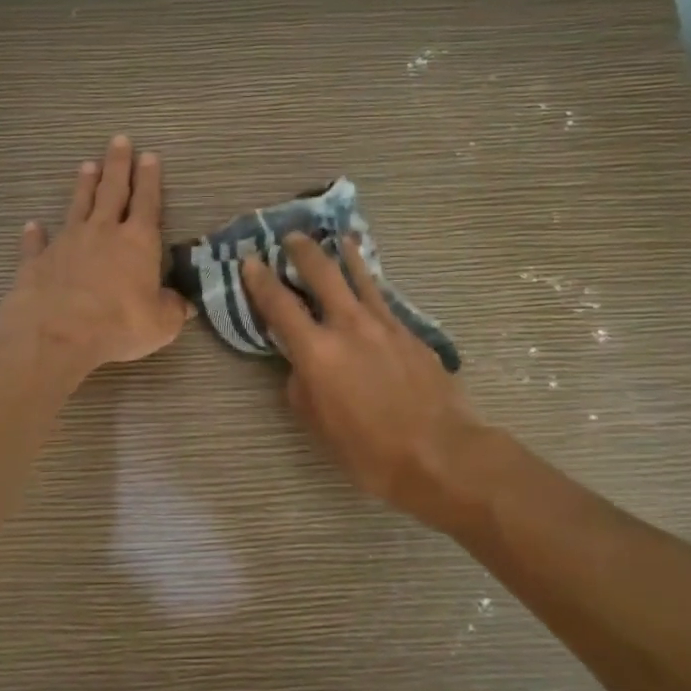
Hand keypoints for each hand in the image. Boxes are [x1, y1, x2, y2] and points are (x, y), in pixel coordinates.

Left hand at [0, 136, 189, 379]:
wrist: (58, 332)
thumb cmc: (119, 324)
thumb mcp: (161, 323)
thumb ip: (172, 309)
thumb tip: (184, 304)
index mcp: (137, 242)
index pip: (147, 203)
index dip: (149, 179)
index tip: (149, 156)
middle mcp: (102, 233)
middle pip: (112, 191)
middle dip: (117, 166)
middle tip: (119, 141)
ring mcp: (67, 243)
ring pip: (77, 206)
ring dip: (83, 186)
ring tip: (87, 165)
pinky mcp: (37, 260)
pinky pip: (37, 243)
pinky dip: (35, 234)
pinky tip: (32, 225)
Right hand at [243, 235, 482, 509]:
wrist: (440, 453)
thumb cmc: (369, 451)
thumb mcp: (318, 426)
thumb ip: (302, 387)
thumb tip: (302, 365)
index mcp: (317, 352)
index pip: (279, 305)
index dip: (260, 280)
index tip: (250, 260)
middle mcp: (349, 326)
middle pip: (322, 273)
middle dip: (303, 251)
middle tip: (292, 237)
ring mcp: (385, 325)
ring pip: (361, 277)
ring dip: (344, 255)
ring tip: (338, 239)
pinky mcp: (411, 333)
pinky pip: (384, 299)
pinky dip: (371, 284)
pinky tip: (370, 284)